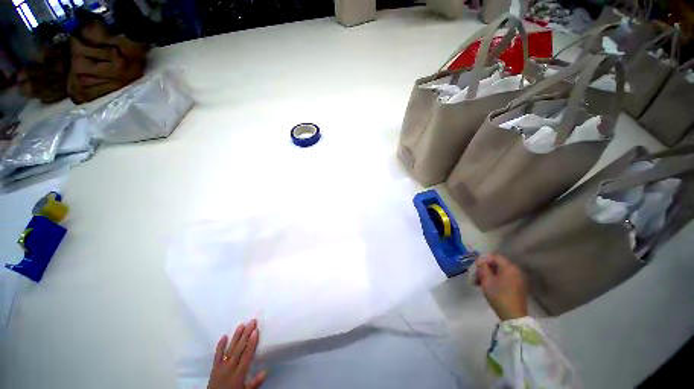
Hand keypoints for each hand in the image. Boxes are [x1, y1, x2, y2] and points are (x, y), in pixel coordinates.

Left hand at [208, 320, 265, 388]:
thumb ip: (254, 383)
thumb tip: (265, 371)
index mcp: (238, 374)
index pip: (246, 356)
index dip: (251, 343)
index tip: (256, 331)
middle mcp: (229, 368)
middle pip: (239, 349)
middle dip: (246, 335)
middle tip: (252, 322)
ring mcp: (221, 367)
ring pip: (229, 349)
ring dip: (236, 337)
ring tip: (241, 325)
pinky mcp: (214, 368)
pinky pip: (217, 356)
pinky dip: (220, 346)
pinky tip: (224, 336)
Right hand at [474, 254, 527, 320]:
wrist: (513, 316)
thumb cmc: (499, 296)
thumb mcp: (487, 280)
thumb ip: (483, 268)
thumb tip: (481, 261)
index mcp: (509, 267)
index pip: (494, 256)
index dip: (483, 259)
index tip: (476, 266)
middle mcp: (515, 270)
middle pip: (497, 263)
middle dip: (485, 267)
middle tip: (476, 274)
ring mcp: (518, 279)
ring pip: (500, 271)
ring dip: (489, 273)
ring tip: (480, 281)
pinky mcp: (518, 286)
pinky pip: (505, 277)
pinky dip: (496, 279)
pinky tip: (489, 285)